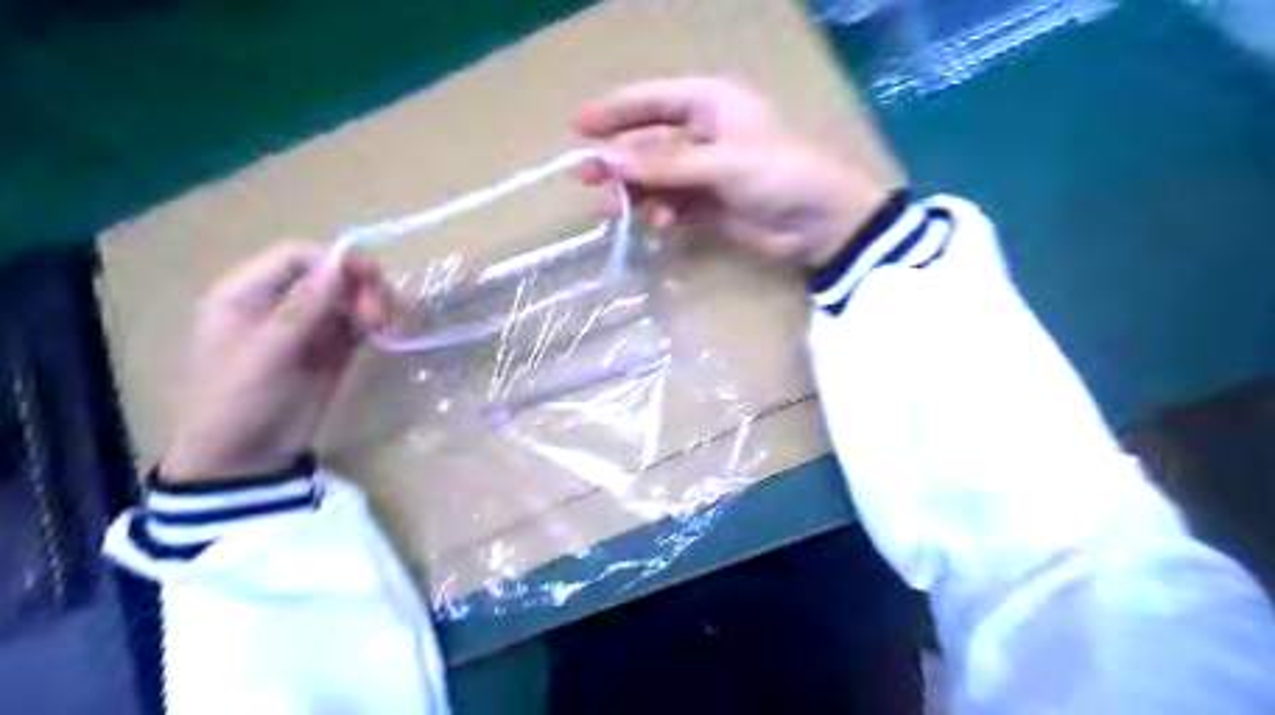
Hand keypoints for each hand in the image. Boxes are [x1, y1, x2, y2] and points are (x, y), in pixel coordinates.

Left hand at [163, 242, 387, 481]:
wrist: (245, 459)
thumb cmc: (241, 402)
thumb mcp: (269, 354)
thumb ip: (305, 307)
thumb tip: (342, 261)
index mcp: (245, 293)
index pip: (299, 256)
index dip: (336, 263)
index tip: (369, 284)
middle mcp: (277, 302)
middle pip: (329, 273)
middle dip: (361, 287)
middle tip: (381, 319)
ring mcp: (305, 325)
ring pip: (348, 297)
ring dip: (373, 304)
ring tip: (387, 329)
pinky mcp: (328, 348)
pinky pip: (356, 322)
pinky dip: (374, 323)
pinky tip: (386, 334)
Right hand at [574, 75, 889, 267]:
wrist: (821, 222)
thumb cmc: (779, 173)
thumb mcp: (721, 164)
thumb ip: (664, 166)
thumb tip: (608, 162)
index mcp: (711, 104)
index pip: (653, 101)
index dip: (615, 111)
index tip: (578, 126)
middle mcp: (705, 134)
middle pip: (650, 142)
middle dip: (619, 160)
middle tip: (584, 177)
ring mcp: (707, 172)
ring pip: (659, 178)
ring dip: (637, 193)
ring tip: (613, 209)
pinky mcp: (711, 205)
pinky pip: (675, 205)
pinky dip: (663, 213)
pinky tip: (660, 223)